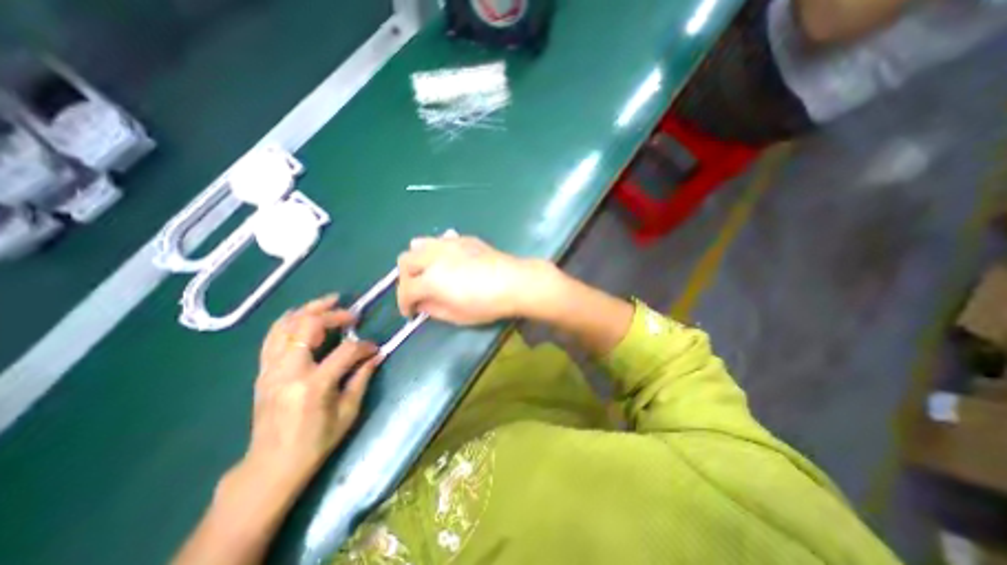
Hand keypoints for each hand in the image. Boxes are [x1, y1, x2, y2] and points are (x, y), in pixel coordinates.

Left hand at [247, 296, 381, 484]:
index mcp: (314, 384)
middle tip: (351, 313)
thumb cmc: (316, 441)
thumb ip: (362, 378)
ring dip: (308, 310)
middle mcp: (289, 371)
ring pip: (285, 326)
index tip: (374, 348)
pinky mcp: (262, 372)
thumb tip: (377, 355)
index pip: (345, 351)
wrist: (272, 464)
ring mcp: (270, 370)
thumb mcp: (348, 411)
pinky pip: (272, 337)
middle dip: (333, 315)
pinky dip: (288, 321)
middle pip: (308, 326)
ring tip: (328, 302)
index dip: (364, 346)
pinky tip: (302, 315)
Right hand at [397, 235, 546, 324]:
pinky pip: (439, 240)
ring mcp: (447, 244)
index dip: (404, 304)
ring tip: (427, 272)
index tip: (410, 313)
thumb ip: (433, 309)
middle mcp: (433, 257)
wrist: (513, 282)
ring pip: (418, 244)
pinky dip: (434, 251)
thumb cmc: (487, 304)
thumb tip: (422, 304)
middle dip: (405, 279)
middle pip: (405, 261)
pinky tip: (446, 261)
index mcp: (430, 279)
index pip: (406, 290)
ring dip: (416, 260)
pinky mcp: (462, 239)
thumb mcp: (457, 316)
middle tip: (416, 292)